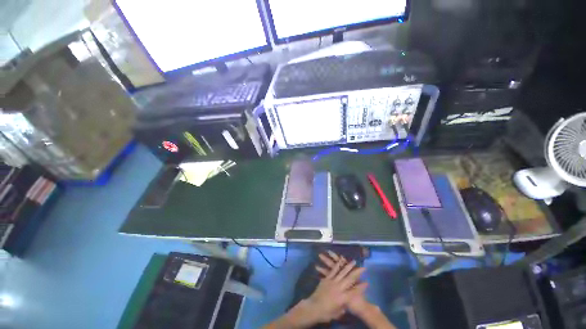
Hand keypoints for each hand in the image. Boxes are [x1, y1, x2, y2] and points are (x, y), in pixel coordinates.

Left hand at [316, 251, 373, 316]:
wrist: (314, 308)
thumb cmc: (326, 313)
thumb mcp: (338, 313)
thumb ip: (343, 306)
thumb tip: (345, 302)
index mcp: (343, 298)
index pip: (355, 291)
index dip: (362, 287)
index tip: (367, 282)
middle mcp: (339, 288)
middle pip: (350, 279)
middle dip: (357, 272)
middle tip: (362, 268)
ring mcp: (332, 282)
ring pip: (342, 272)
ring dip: (348, 266)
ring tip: (353, 261)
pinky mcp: (327, 279)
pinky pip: (333, 271)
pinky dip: (337, 265)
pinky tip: (340, 260)